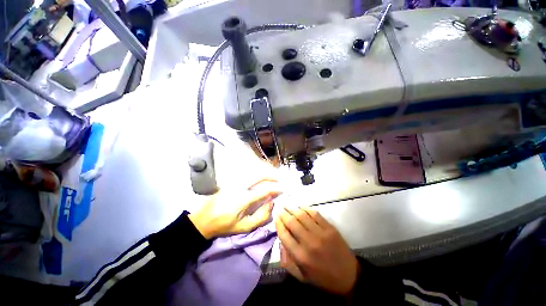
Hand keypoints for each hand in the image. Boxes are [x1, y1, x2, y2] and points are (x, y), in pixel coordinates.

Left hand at [189, 179, 281, 238]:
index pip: (263, 190)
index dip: (274, 189)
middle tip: (279, 178)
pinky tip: (260, 176)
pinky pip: (246, 174)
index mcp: (243, 199)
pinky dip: (256, 173)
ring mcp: (234, 182)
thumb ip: (261, 216)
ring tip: (272, 175)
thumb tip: (271, 203)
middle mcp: (239, 187)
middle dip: (270, 175)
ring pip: (252, 172)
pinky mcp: (230, 182)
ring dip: (264, 172)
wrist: (203, 220)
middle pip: (258, 176)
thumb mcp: (244, 227)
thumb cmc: (224, 225)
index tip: (282, 189)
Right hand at [275, 207, 359, 294]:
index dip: (278, 224)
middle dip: (284, 214)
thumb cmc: (323, 278)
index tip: (276, 218)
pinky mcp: (330, 228)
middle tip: (280, 209)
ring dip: (293, 209)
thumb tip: (281, 242)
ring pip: (302, 216)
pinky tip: (301, 207)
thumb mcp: (302, 277)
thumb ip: (288, 261)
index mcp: (301, 257)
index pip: (284, 235)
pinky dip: (306, 209)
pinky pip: (315, 214)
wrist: (349, 276)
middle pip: (292, 222)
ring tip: (287, 205)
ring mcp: (321, 233)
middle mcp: (309, 242)